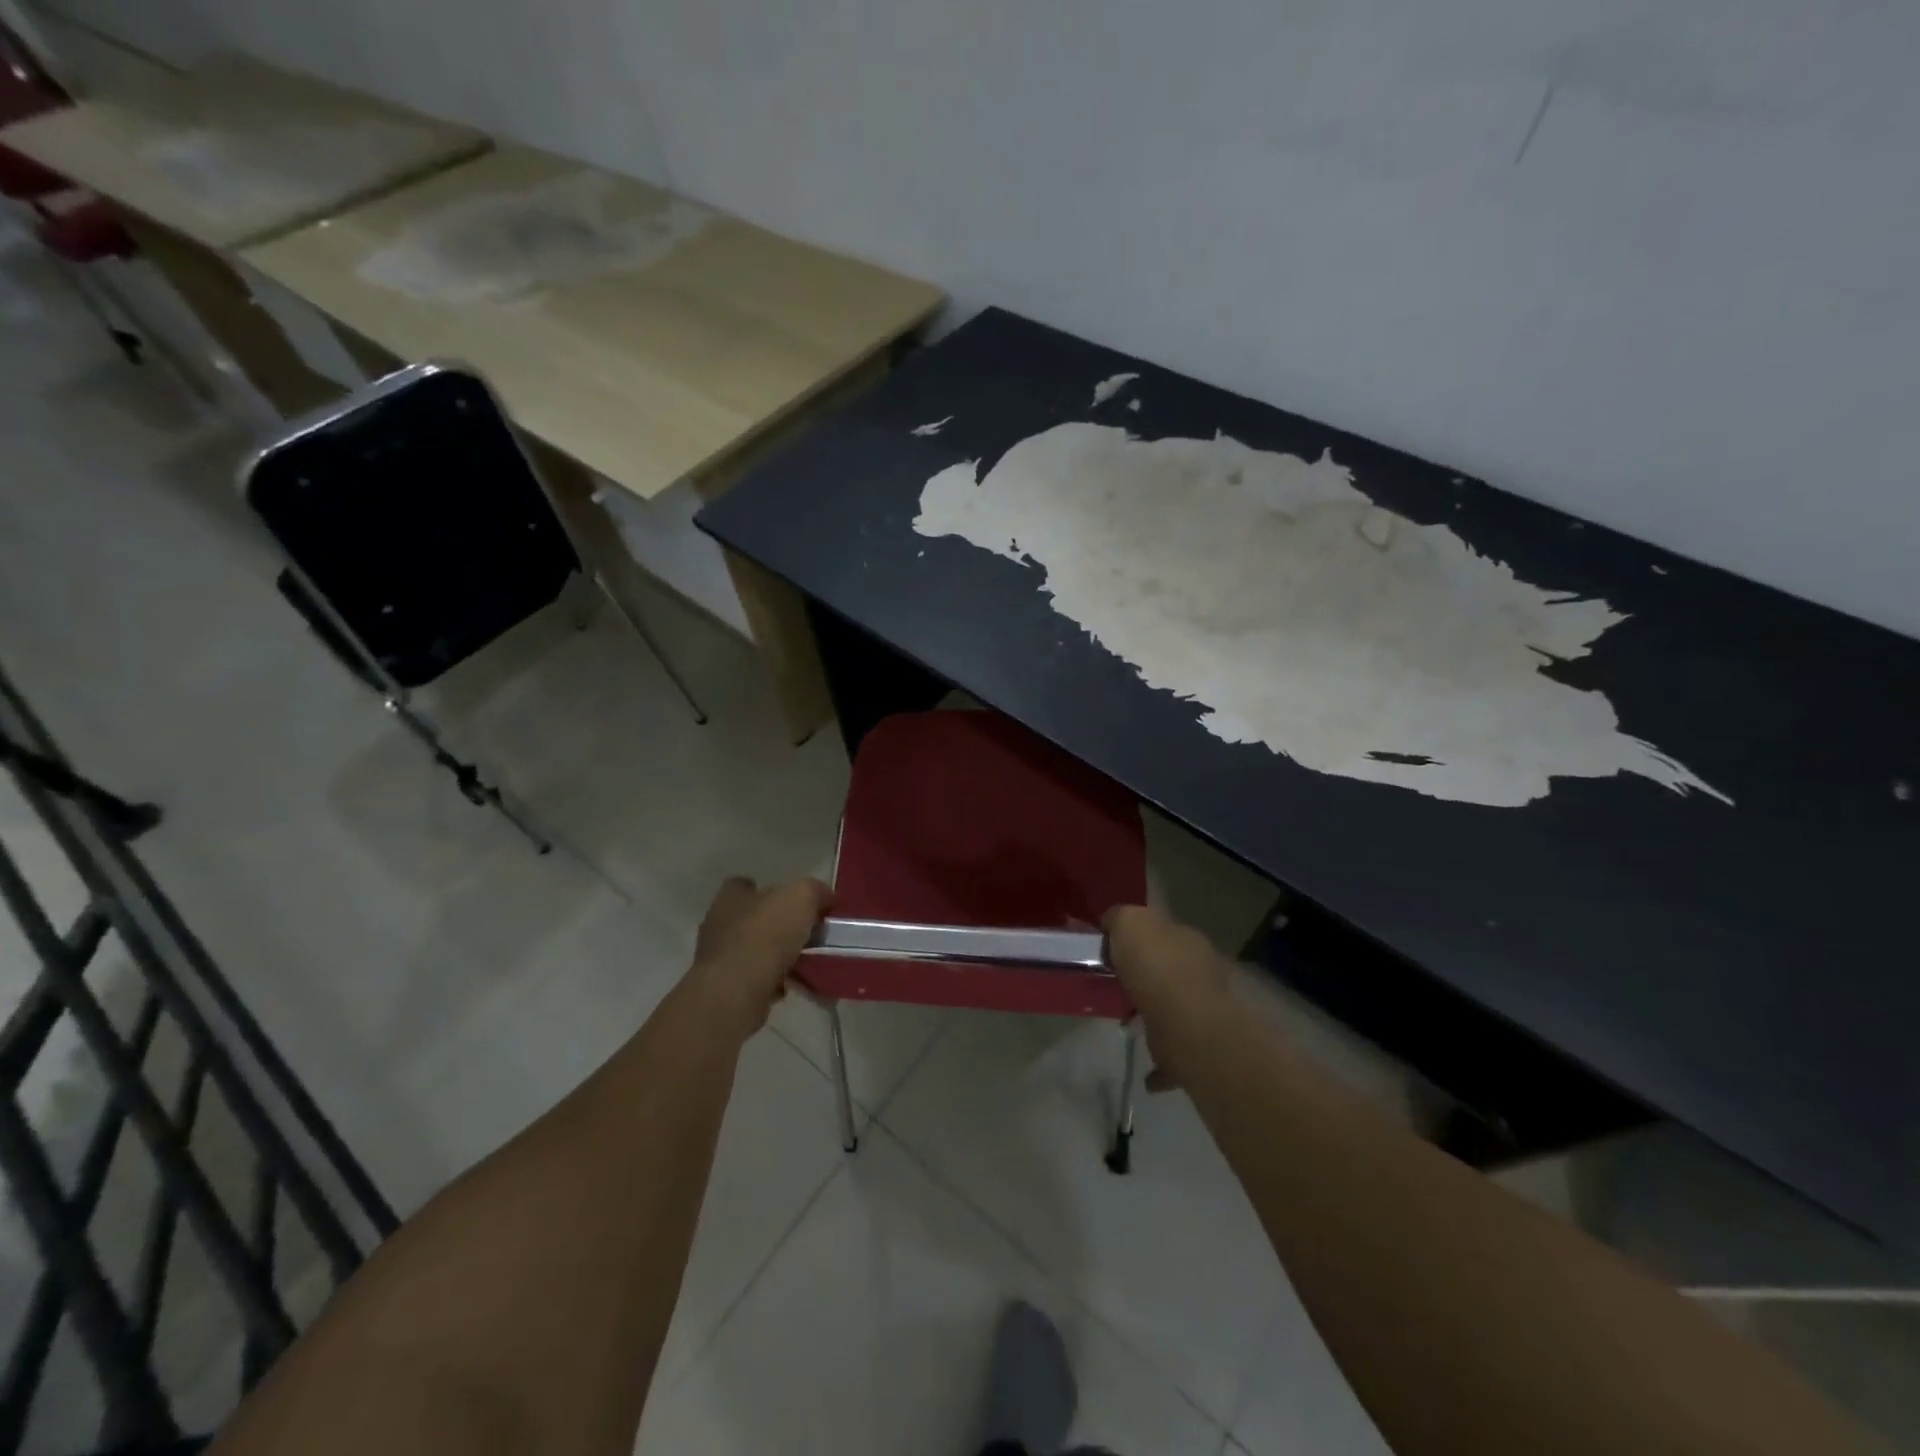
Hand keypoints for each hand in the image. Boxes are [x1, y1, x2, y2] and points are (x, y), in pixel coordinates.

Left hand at [685, 876, 832, 1041]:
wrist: (735, 993)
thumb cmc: (765, 935)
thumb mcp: (801, 898)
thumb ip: (814, 891)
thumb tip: (824, 897)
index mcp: (731, 898)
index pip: (744, 885)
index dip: (770, 891)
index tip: (794, 902)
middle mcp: (719, 925)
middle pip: (753, 919)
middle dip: (777, 926)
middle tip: (806, 934)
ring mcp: (719, 959)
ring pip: (754, 952)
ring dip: (777, 957)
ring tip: (806, 964)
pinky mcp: (725, 989)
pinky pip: (755, 980)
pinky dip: (773, 983)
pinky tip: (792, 987)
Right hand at [1105, 905, 1234, 1090]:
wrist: (1184, 1024)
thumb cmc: (1155, 966)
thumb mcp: (1129, 922)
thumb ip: (1120, 918)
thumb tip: (1113, 924)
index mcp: (1185, 938)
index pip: (1160, 930)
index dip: (1137, 936)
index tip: (1111, 948)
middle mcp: (1199, 971)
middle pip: (1168, 967)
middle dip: (1147, 974)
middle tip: (1115, 982)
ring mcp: (1201, 1009)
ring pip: (1172, 1007)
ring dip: (1152, 1012)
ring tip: (1125, 1019)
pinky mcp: (1195, 1045)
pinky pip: (1173, 1053)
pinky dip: (1160, 1063)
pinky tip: (1145, 1072)